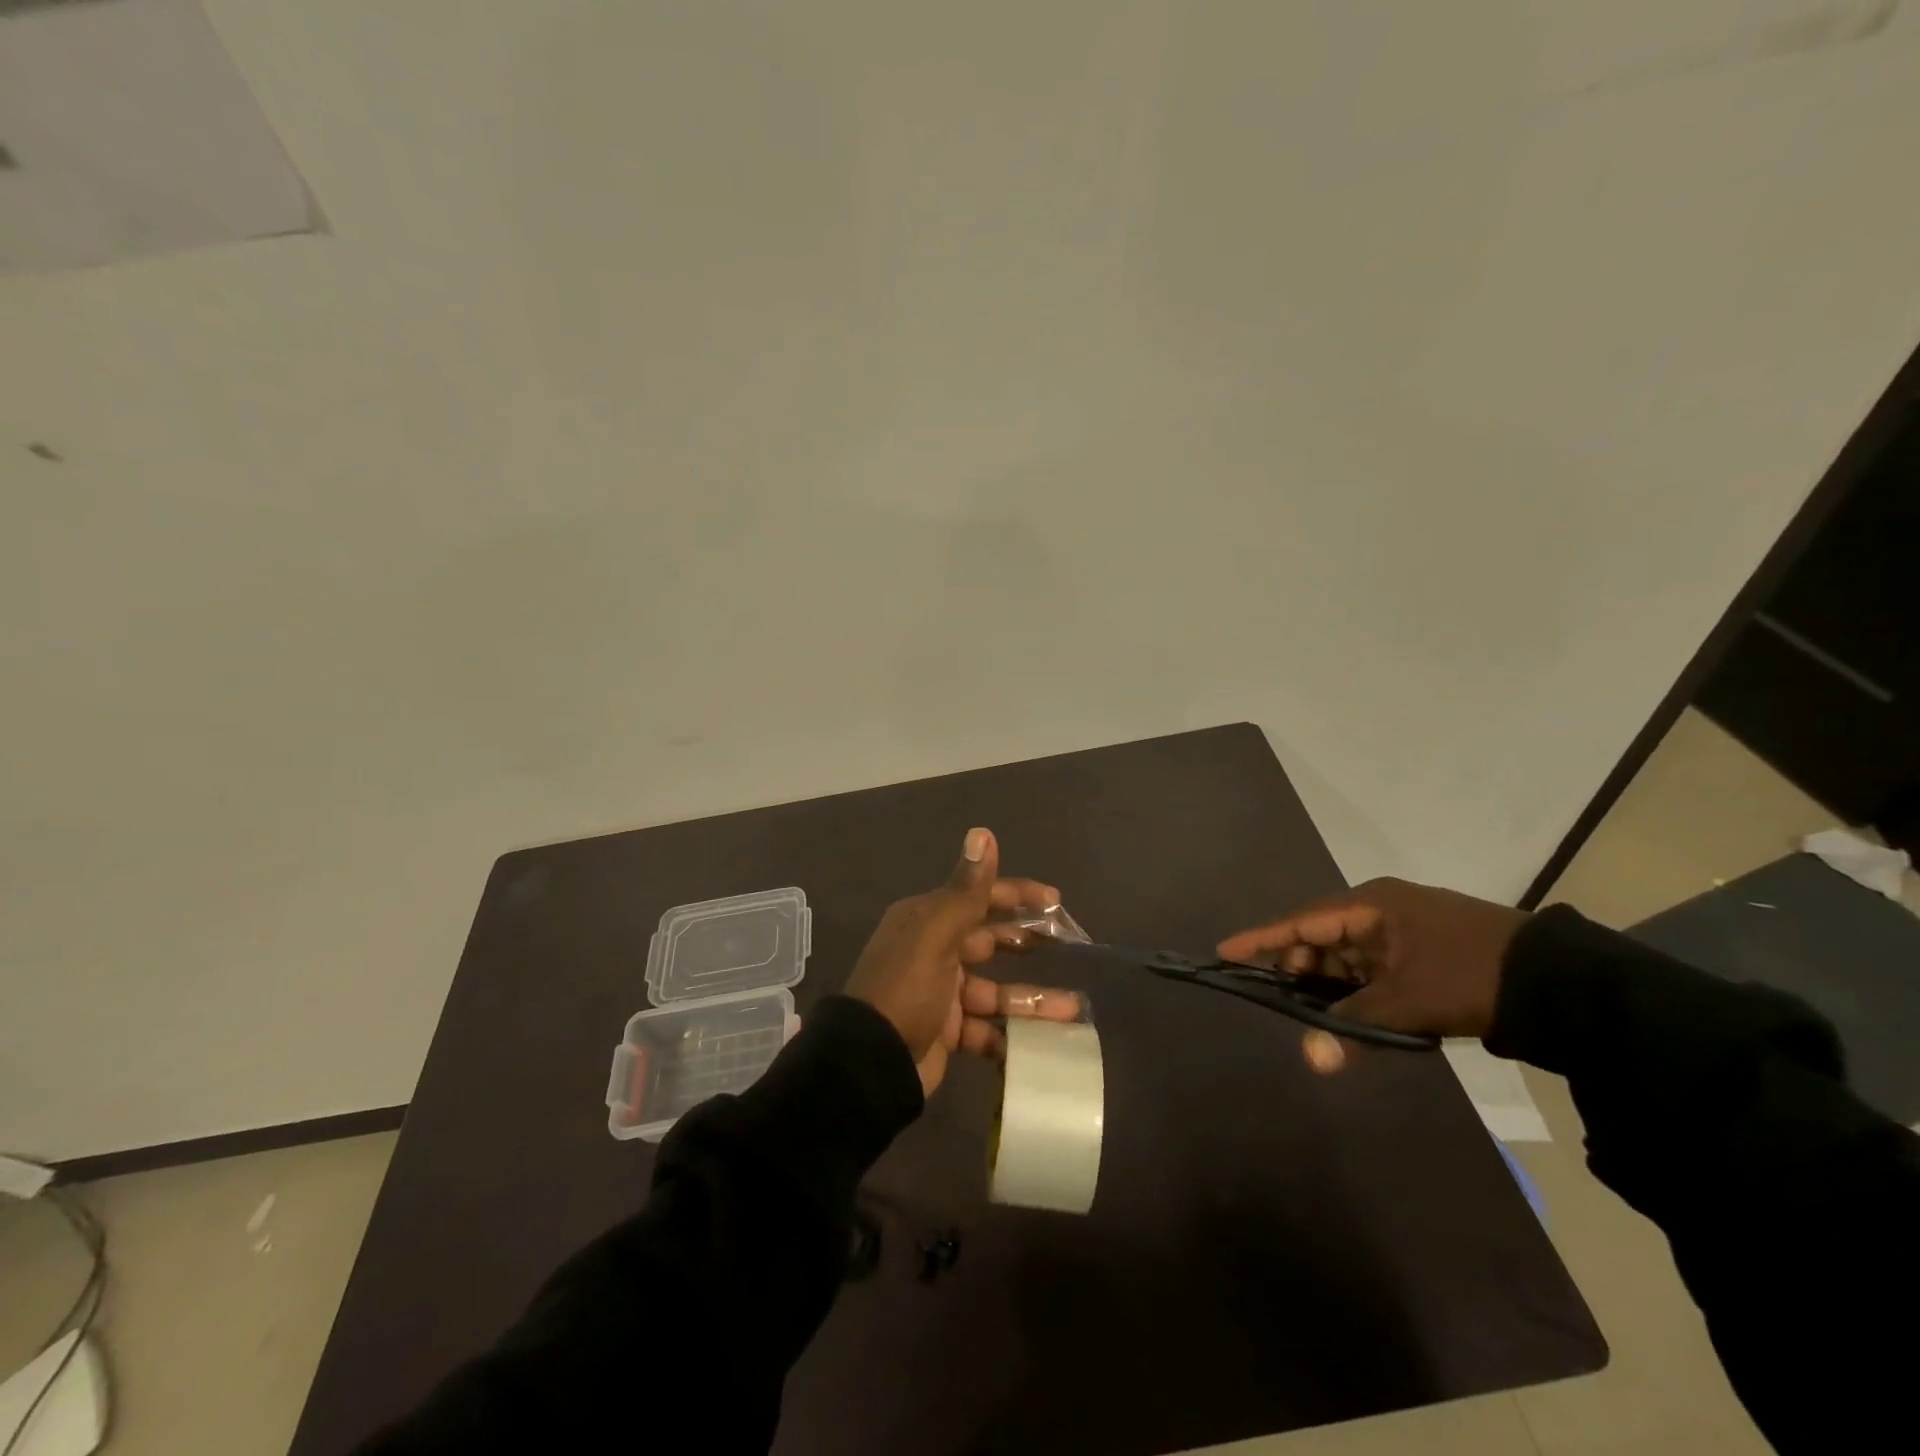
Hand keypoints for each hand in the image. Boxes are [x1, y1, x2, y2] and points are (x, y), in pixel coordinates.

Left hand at [845, 828, 1081, 1095]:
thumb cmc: (906, 989)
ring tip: (1072, 1008)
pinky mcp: (947, 1031)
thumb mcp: (935, 935)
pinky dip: (1011, 1037)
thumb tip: (983, 832)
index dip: (1016, 895)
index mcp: (927, 921)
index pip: (978, 898)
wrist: (870, 1063)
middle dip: (1026, 942)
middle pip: (989, 940)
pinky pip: (987, 1030)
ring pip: (995, 991)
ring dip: (1031, 999)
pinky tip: (1042, 1044)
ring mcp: (941, 994)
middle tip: (1066, 944)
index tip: (1054, 901)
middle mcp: (934, 950)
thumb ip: (966, 890)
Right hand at [1216, 878, 1526, 1064]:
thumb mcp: (1408, 1001)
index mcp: (1371, 905)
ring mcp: (1402, 930)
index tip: (1224, 951)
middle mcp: (1380, 910)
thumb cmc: (1470, 976)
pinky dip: (1358, 990)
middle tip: (1285, 1003)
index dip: (1261, 938)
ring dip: (1331, 985)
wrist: (1560, 982)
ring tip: (1318, 1018)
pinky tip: (1352, 1015)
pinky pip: (1371, 967)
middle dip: (1299, 970)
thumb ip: (1353, 1025)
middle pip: (1321, 938)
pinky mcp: (1421, 951)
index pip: (1302, 922)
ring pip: (1347, 956)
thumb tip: (1312, 1059)